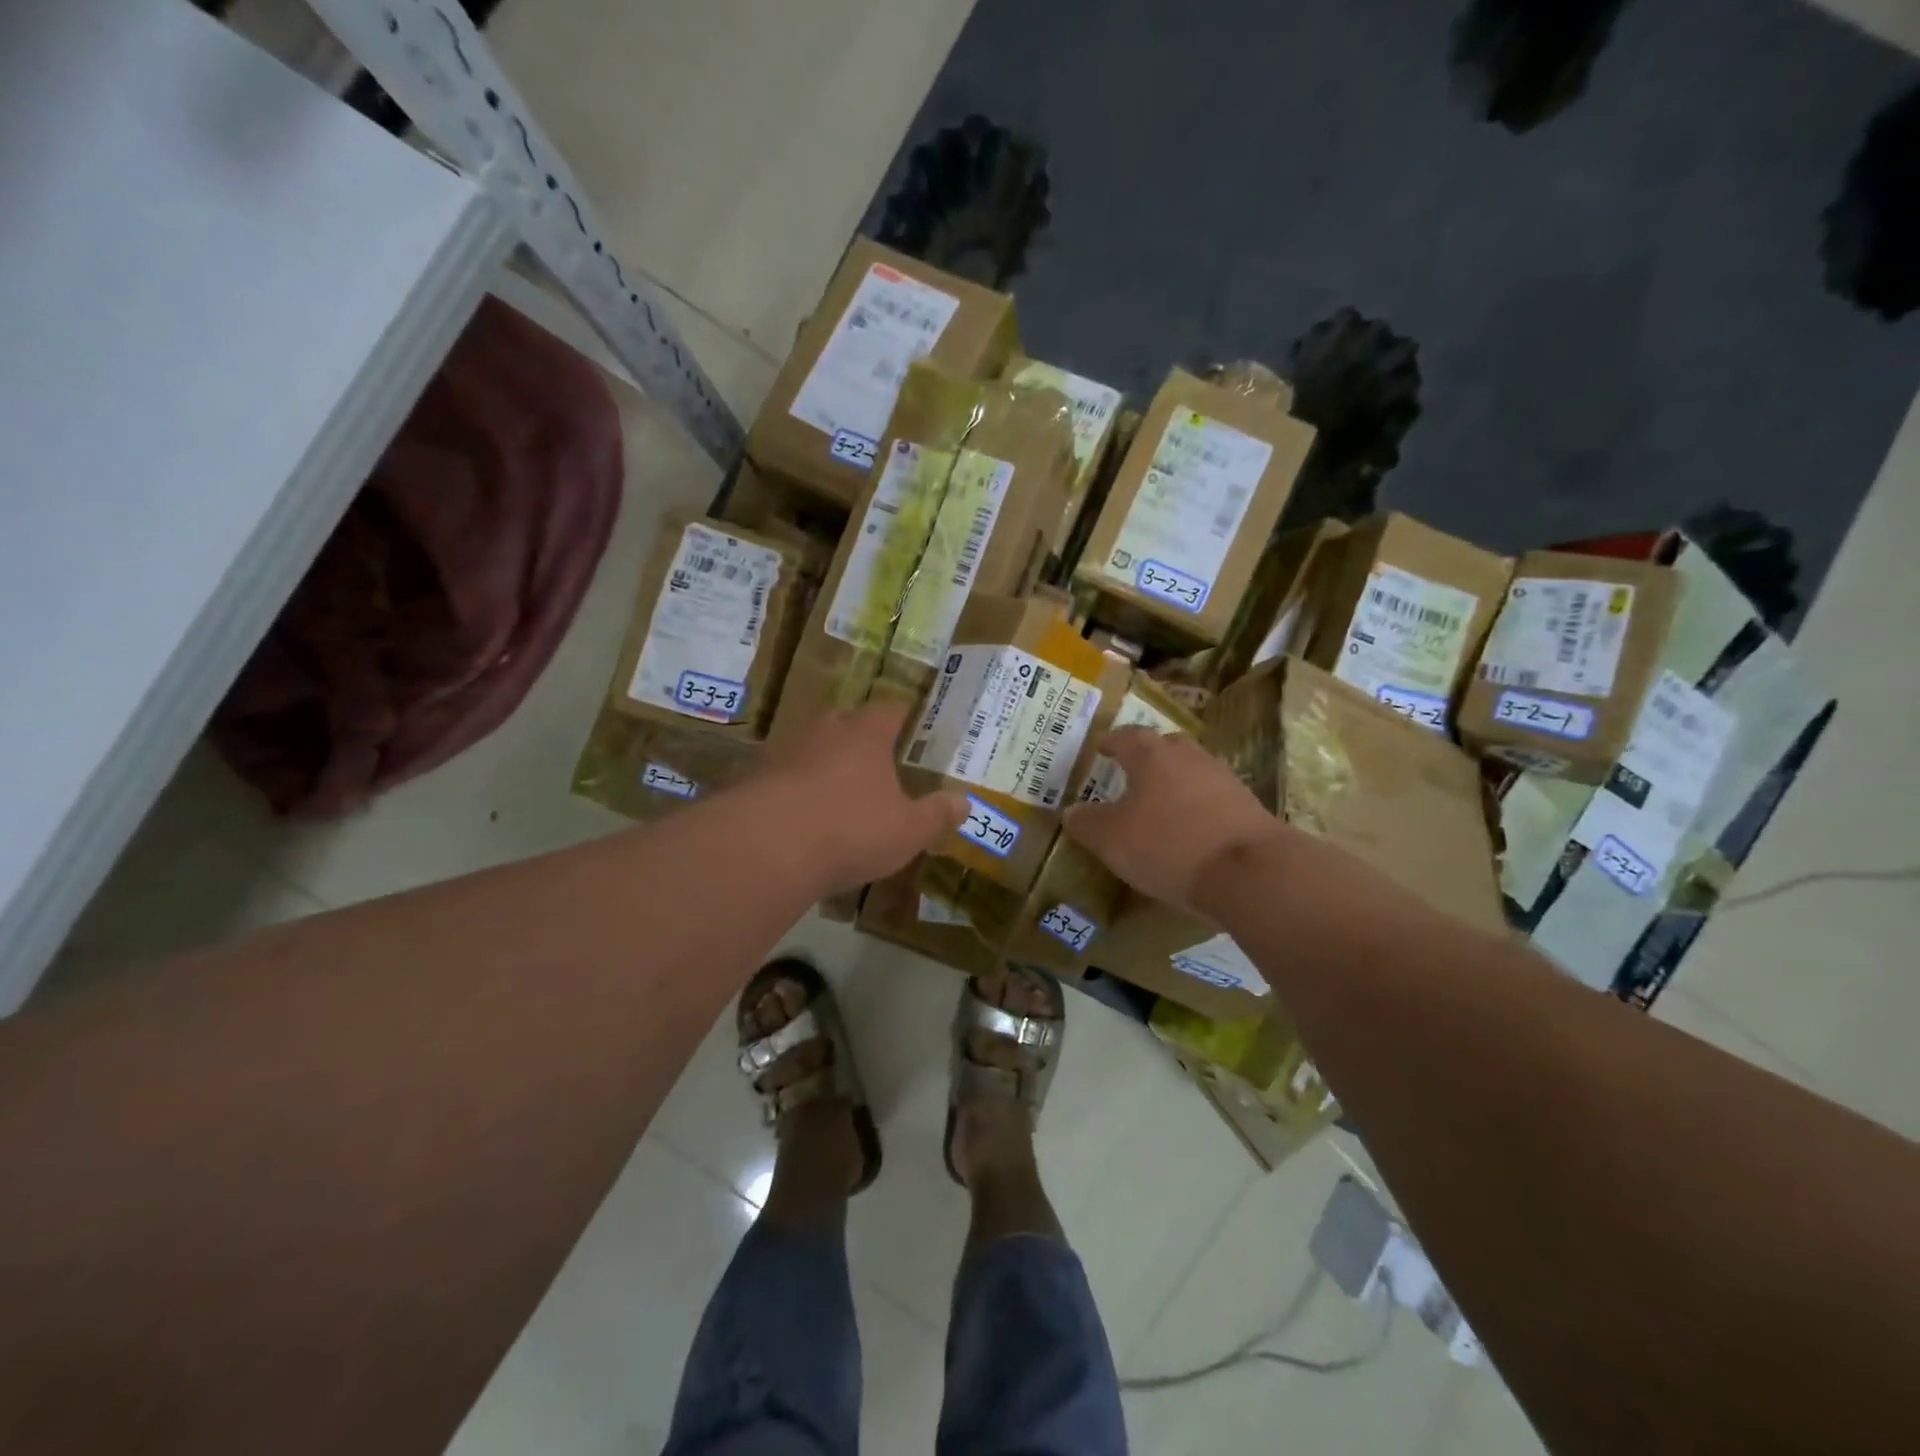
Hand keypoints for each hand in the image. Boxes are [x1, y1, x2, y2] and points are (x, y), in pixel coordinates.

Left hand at [763, 701, 967, 894]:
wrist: (767, 847)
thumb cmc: (851, 829)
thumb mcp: (908, 830)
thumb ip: (936, 814)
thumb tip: (964, 801)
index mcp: (866, 733)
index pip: (891, 709)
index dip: (904, 716)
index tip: (914, 726)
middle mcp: (825, 730)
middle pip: (847, 723)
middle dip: (861, 740)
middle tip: (877, 763)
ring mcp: (785, 750)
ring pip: (812, 748)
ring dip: (825, 764)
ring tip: (838, 793)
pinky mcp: (754, 777)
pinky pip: (784, 776)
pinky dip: (795, 790)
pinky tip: (802, 817)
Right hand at [1063, 727, 1285, 913]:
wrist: (1250, 871)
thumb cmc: (1169, 845)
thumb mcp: (1112, 840)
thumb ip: (1087, 823)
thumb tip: (1070, 811)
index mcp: (1151, 756)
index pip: (1125, 736)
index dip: (1110, 742)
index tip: (1100, 748)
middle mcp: (1188, 757)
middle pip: (1164, 745)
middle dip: (1146, 755)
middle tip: (1130, 771)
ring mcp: (1222, 778)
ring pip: (1191, 770)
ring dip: (1174, 780)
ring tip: (1159, 803)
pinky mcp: (1246, 805)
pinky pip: (1211, 796)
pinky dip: (1196, 805)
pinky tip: (1189, 828)